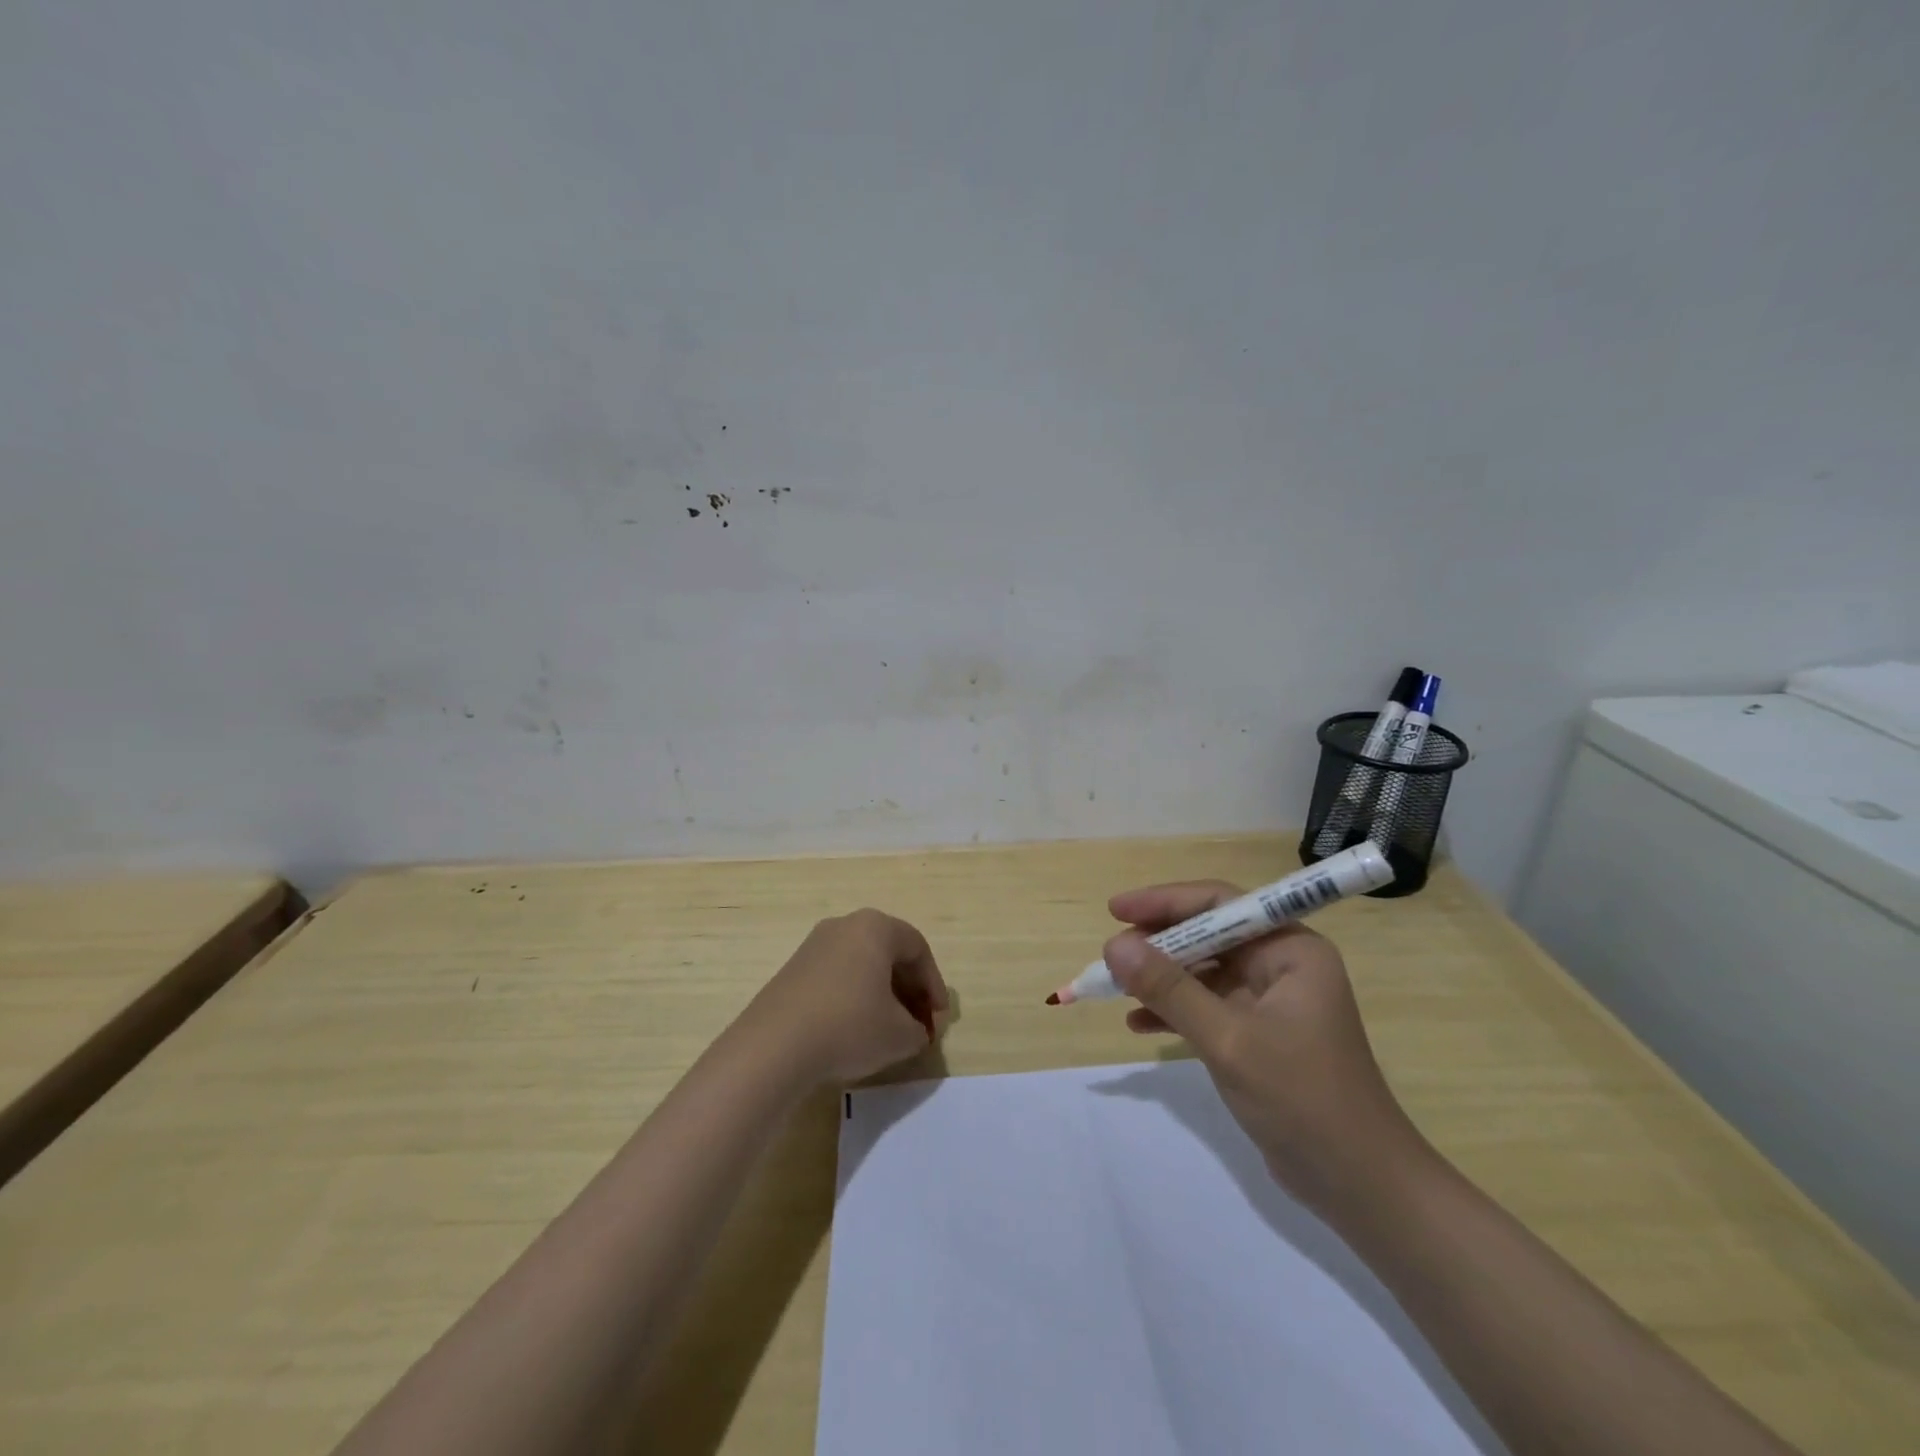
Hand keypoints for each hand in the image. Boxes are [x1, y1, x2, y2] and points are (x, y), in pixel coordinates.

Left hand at [739, 909, 948, 1087]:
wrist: (774, 1047)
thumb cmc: (849, 1027)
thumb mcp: (900, 1035)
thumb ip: (918, 1029)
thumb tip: (914, 1029)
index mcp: (875, 927)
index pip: (918, 949)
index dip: (934, 985)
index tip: (938, 1018)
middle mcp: (844, 925)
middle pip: (889, 953)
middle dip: (909, 990)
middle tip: (918, 1024)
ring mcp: (814, 946)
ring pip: (862, 965)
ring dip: (882, 994)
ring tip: (888, 1030)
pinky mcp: (793, 970)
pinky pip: (837, 977)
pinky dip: (854, 998)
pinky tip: (854, 1030)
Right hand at [1104, 880, 1423, 1213]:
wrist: (1360, 1187)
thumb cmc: (1302, 1099)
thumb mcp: (1228, 1039)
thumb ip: (1170, 989)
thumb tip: (1114, 945)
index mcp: (1290, 950)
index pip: (1219, 903)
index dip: (1165, 902)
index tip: (1116, 911)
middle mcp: (1282, 965)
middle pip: (1208, 935)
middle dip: (1158, 945)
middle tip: (1112, 957)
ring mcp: (1270, 1001)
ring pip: (1203, 971)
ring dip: (1160, 979)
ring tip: (1115, 989)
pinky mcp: (1258, 1035)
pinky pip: (1207, 1006)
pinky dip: (1174, 1011)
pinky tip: (1138, 1024)